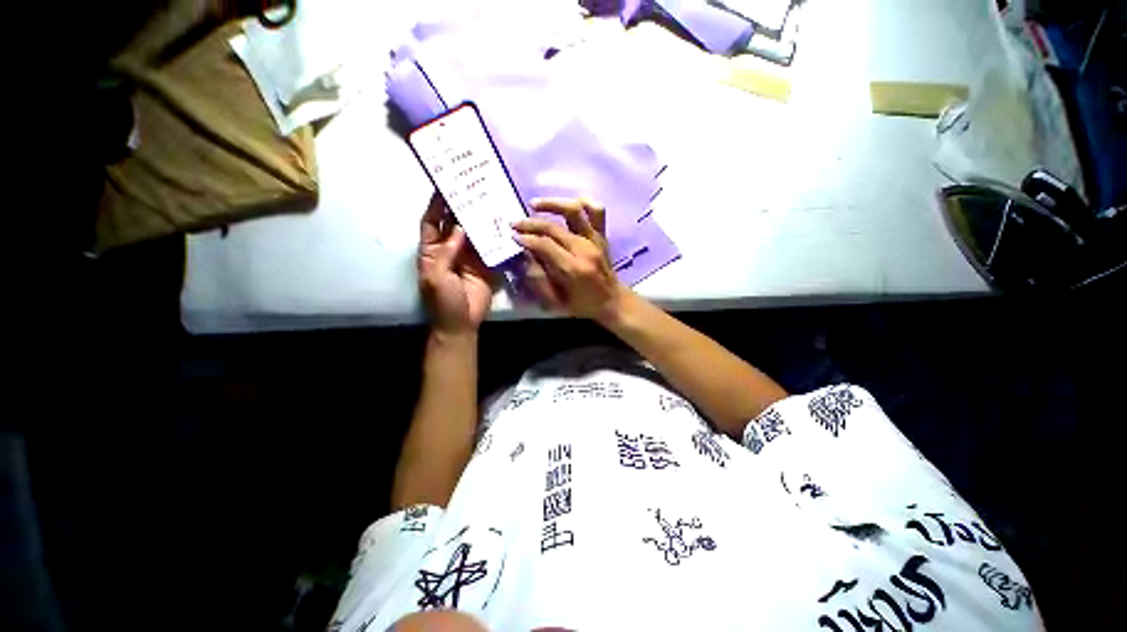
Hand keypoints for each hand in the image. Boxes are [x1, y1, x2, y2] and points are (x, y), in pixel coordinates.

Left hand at [418, 193, 494, 333]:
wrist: (462, 323)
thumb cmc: (443, 301)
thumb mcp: (436, 276)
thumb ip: (446, 252)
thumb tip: (459, 226)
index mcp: (432, 250)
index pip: (432, 222)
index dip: (436, 205)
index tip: (445, 185)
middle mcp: (450, 249)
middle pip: (453, 223)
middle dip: (460, 207)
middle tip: (472, 187)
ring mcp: (469, 256)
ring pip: (473, 232)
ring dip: (479, 219)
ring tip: (489, 200)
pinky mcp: (486, 264)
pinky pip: (489, 246)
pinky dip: (494, 236)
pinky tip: (501, 224)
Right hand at [513, 197, 628, 322]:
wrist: (613, 302)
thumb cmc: (583, 305)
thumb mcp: (557, 301)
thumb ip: (539, 279)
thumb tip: (525, 256)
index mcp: (573, 269)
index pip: (545, 245)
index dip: (527, 238)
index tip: (513, 236)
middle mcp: (585, 249)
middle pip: (554, 227)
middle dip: (531, 223)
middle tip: (515, 224)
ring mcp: (596, 240)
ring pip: (575, 210)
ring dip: (553, 204)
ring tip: (534, 204)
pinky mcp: (602, 235)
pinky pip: (596, 211)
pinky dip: (583, 202)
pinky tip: (567, 204)